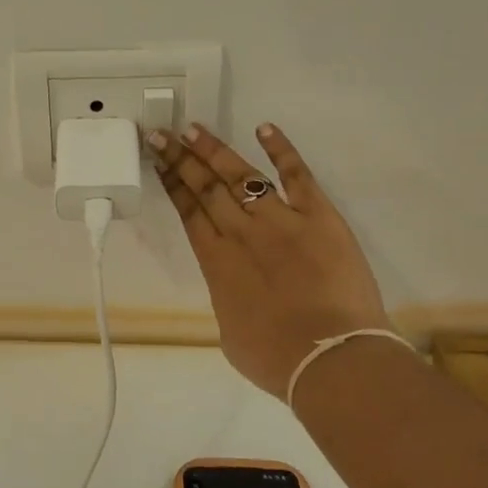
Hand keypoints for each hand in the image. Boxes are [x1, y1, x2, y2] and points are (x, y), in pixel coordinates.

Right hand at [150, 122, 390, 398]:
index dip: (171, 182)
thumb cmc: (275, 358)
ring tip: (195, 129)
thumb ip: (228, 298)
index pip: (188, 211)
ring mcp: (281, 220)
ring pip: (242, 175)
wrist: (329, 358)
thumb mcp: (231, 333)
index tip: (158, 159)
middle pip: (206, 187)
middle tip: (162, 133)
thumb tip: (234, 285)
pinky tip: (265, 128)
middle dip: (181, 158)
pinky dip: (282, 150)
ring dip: (216, 151)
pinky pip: (297, 175)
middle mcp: (241, 232)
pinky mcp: (319, 216)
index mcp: (216, 261)